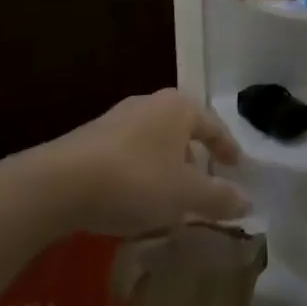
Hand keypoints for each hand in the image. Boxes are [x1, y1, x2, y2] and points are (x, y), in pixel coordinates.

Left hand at [35, 89, 249, 235]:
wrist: (58, 183)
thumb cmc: (135, 180)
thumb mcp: (184, 195)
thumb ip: (218, 198)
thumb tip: (247, 202)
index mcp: (179, 108)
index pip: (213, 125)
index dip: (227, 147)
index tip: (236, 166)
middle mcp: (150, 104)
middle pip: (182, 130)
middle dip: (193, 156)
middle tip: (202, 181)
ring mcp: (117, 118)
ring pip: (153, 142)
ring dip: (164, 166)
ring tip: (167, 196)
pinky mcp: (90, 138)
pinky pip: (128, 154)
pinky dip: (139, 173)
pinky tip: (133, 199)